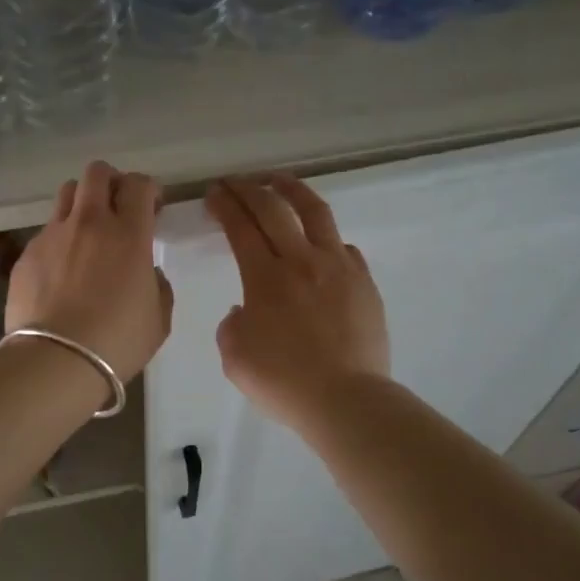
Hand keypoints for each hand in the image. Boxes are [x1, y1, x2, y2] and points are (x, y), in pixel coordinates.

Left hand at [7, 161, 173, 381]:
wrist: (56, 361)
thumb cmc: (117, 341)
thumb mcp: (158, 317)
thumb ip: (157, 285)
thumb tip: (145, 272)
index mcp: (128, 234)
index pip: (138, 184)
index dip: (148, 189)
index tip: (152, 208)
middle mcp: (89, 223)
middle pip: (97, 173)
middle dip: (111, 182)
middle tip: (118, 208)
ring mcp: (53, 235)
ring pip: (66, 195)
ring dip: (82, 203)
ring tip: (87, 232)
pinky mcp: (26, 254)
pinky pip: (46, 232)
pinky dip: (59, 240)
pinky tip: (61, 272)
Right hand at [206, 174, 389, 432]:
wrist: (346, 400)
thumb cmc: (284, 382)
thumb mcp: (235, 357)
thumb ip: (233, 325)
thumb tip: (248, 309)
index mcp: (265, 278)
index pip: (241, 228)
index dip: (225, 206)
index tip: (215, 193)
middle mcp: (301, 261)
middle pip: (273, 210)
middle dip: (249, 189)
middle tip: (235, 181)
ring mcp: (338, 267)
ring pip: (316, 213)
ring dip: (293, 191)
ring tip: (280, 180)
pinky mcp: (364, 282)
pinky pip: (344, 248)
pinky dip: (327, 238)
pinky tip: (321, 241)